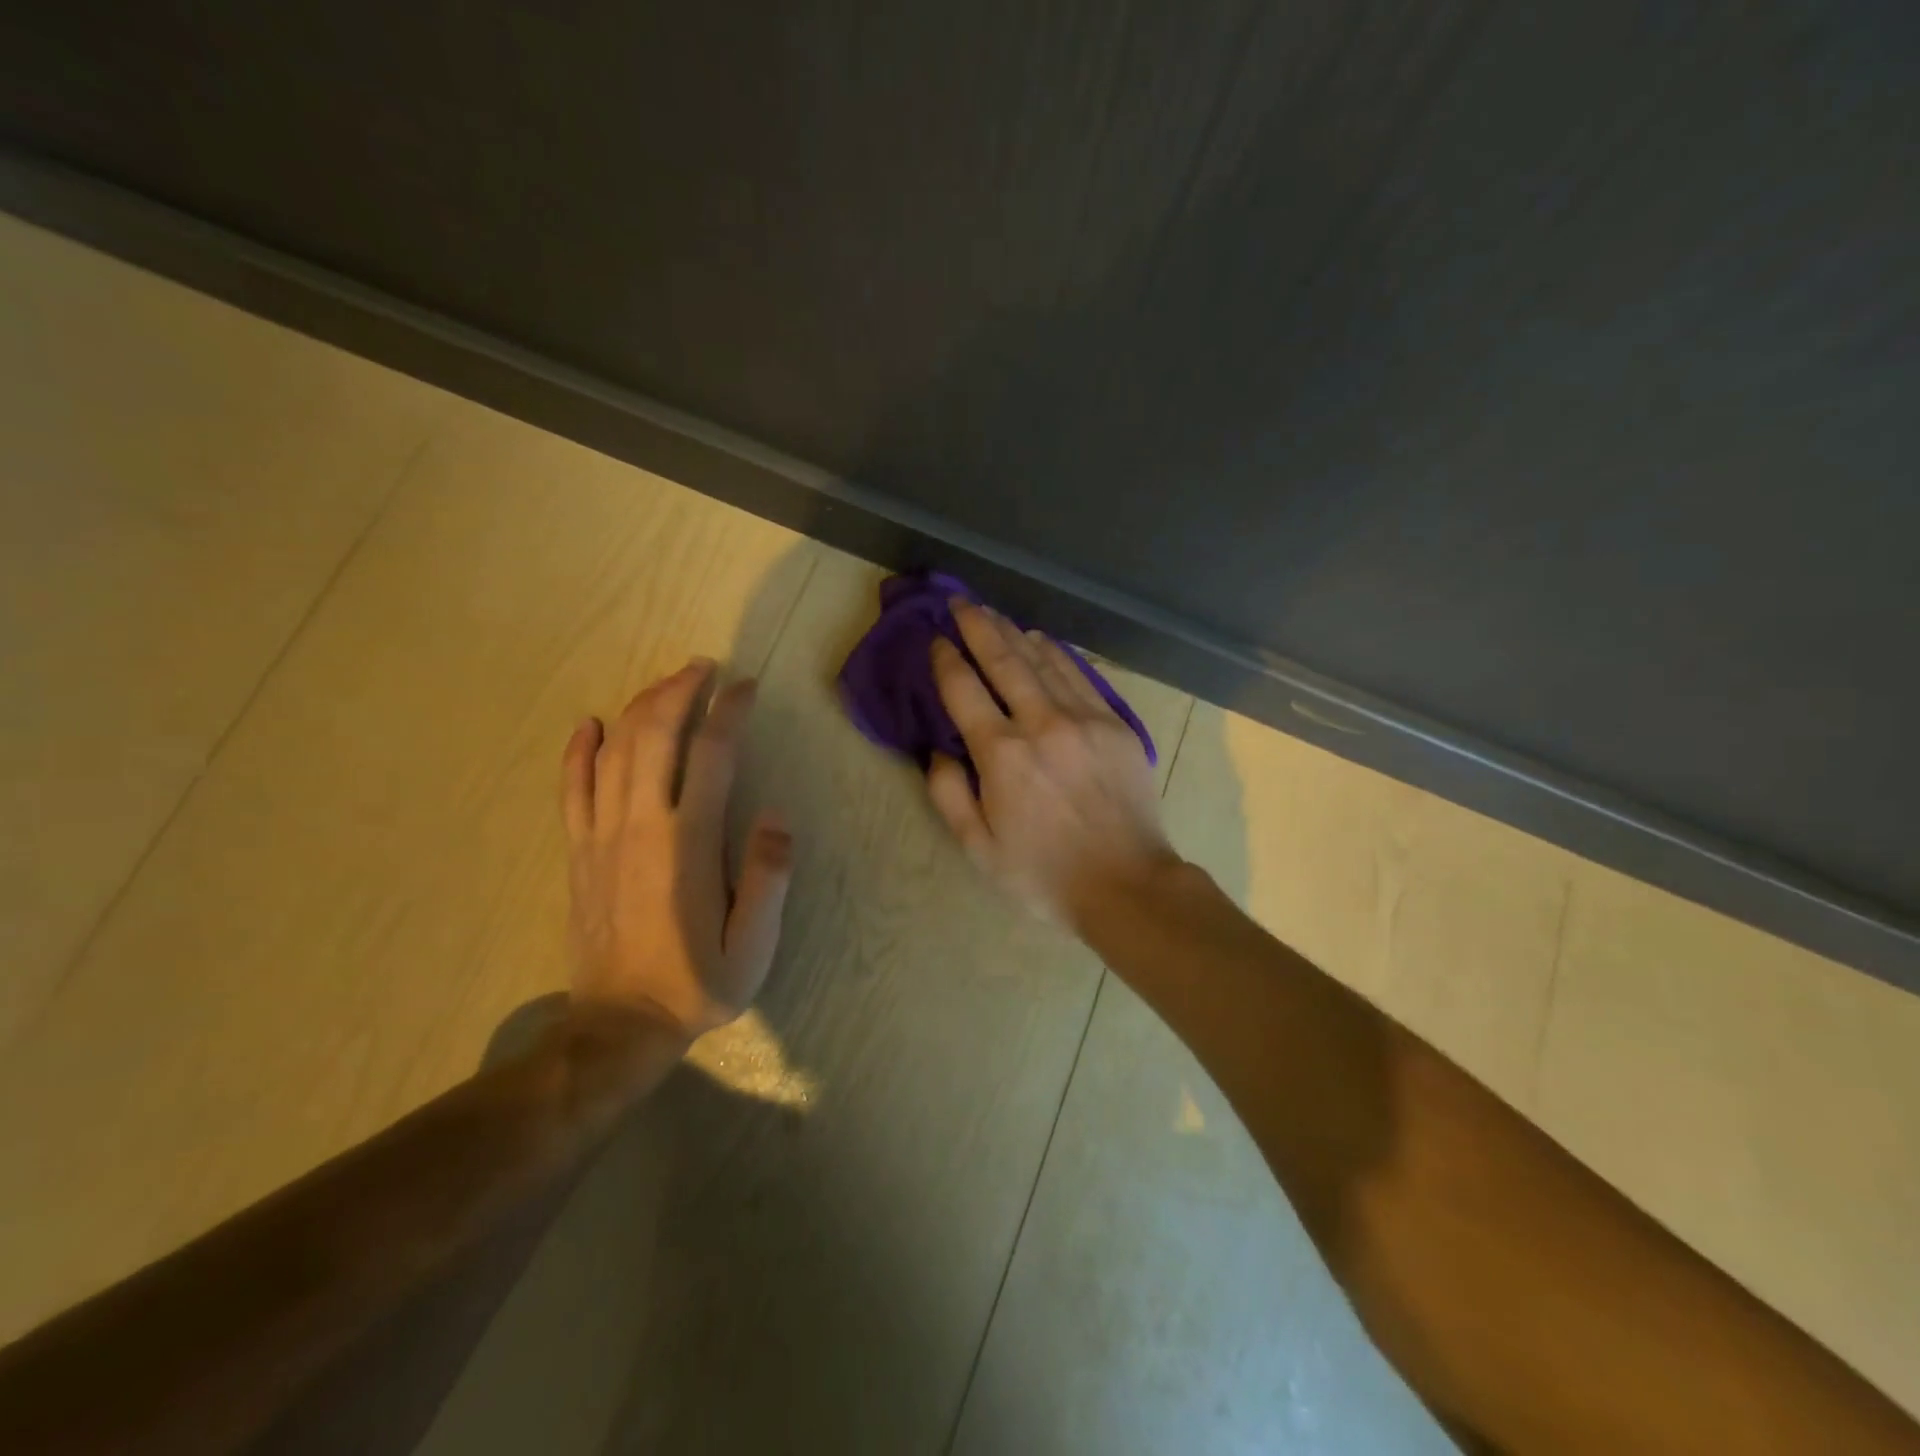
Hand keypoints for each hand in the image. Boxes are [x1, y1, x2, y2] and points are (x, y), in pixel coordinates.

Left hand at [560, 659, 792, 1040]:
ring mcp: (601, 835)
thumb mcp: (754, 945)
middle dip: (679, 691)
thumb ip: (768, 877)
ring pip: (614, 750)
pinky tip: (589, 724)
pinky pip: (571, 787)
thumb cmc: (699, 982)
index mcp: (688, 843)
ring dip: (640, 707)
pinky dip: (578, 750)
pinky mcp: (579, 851)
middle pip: (654, 735)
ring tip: (667, 684)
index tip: (746, 687)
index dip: (729, 711)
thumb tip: (774, 815)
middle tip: (704, 668)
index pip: (711, 755)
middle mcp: (640, 825)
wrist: (620, 1025)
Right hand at [927, 600, 1179, 929]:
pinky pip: (1079, 675)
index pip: (964, 690)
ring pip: (1042, 660)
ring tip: (993, 613)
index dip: (946, 660)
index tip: (936, 640)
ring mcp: (1084, 719)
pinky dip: (1055, 652)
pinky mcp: (1115, 724)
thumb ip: (949, 794)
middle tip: (960, 602)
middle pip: (1003, 660)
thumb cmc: (1044, 874)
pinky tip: (1040, 640)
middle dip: (977, 626)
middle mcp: (1041, 724)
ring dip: (1013, 632)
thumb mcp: (979, 849)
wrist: (1127, 885)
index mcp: (1002, 755)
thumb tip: (938, 750)